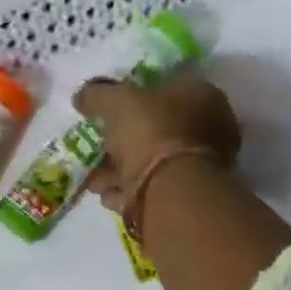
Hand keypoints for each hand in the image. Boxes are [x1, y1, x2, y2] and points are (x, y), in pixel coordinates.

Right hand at [74, 75, 240, 212]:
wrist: (169, 191)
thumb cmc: (152, 132)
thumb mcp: (118, 101)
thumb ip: (98, 94)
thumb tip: (82, 96)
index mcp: (202, 97)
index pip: (166, 90)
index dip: (135, 100)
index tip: (109, 112)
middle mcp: (208, 131)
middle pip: (157, 132)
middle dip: (122, 143)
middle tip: (97, 148)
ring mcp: (200, 168)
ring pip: (152, 165)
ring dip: (119, 171)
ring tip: (94, 179)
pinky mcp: (187, 199)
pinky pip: (151, 191)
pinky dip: (127, 192)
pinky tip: (106, 195)